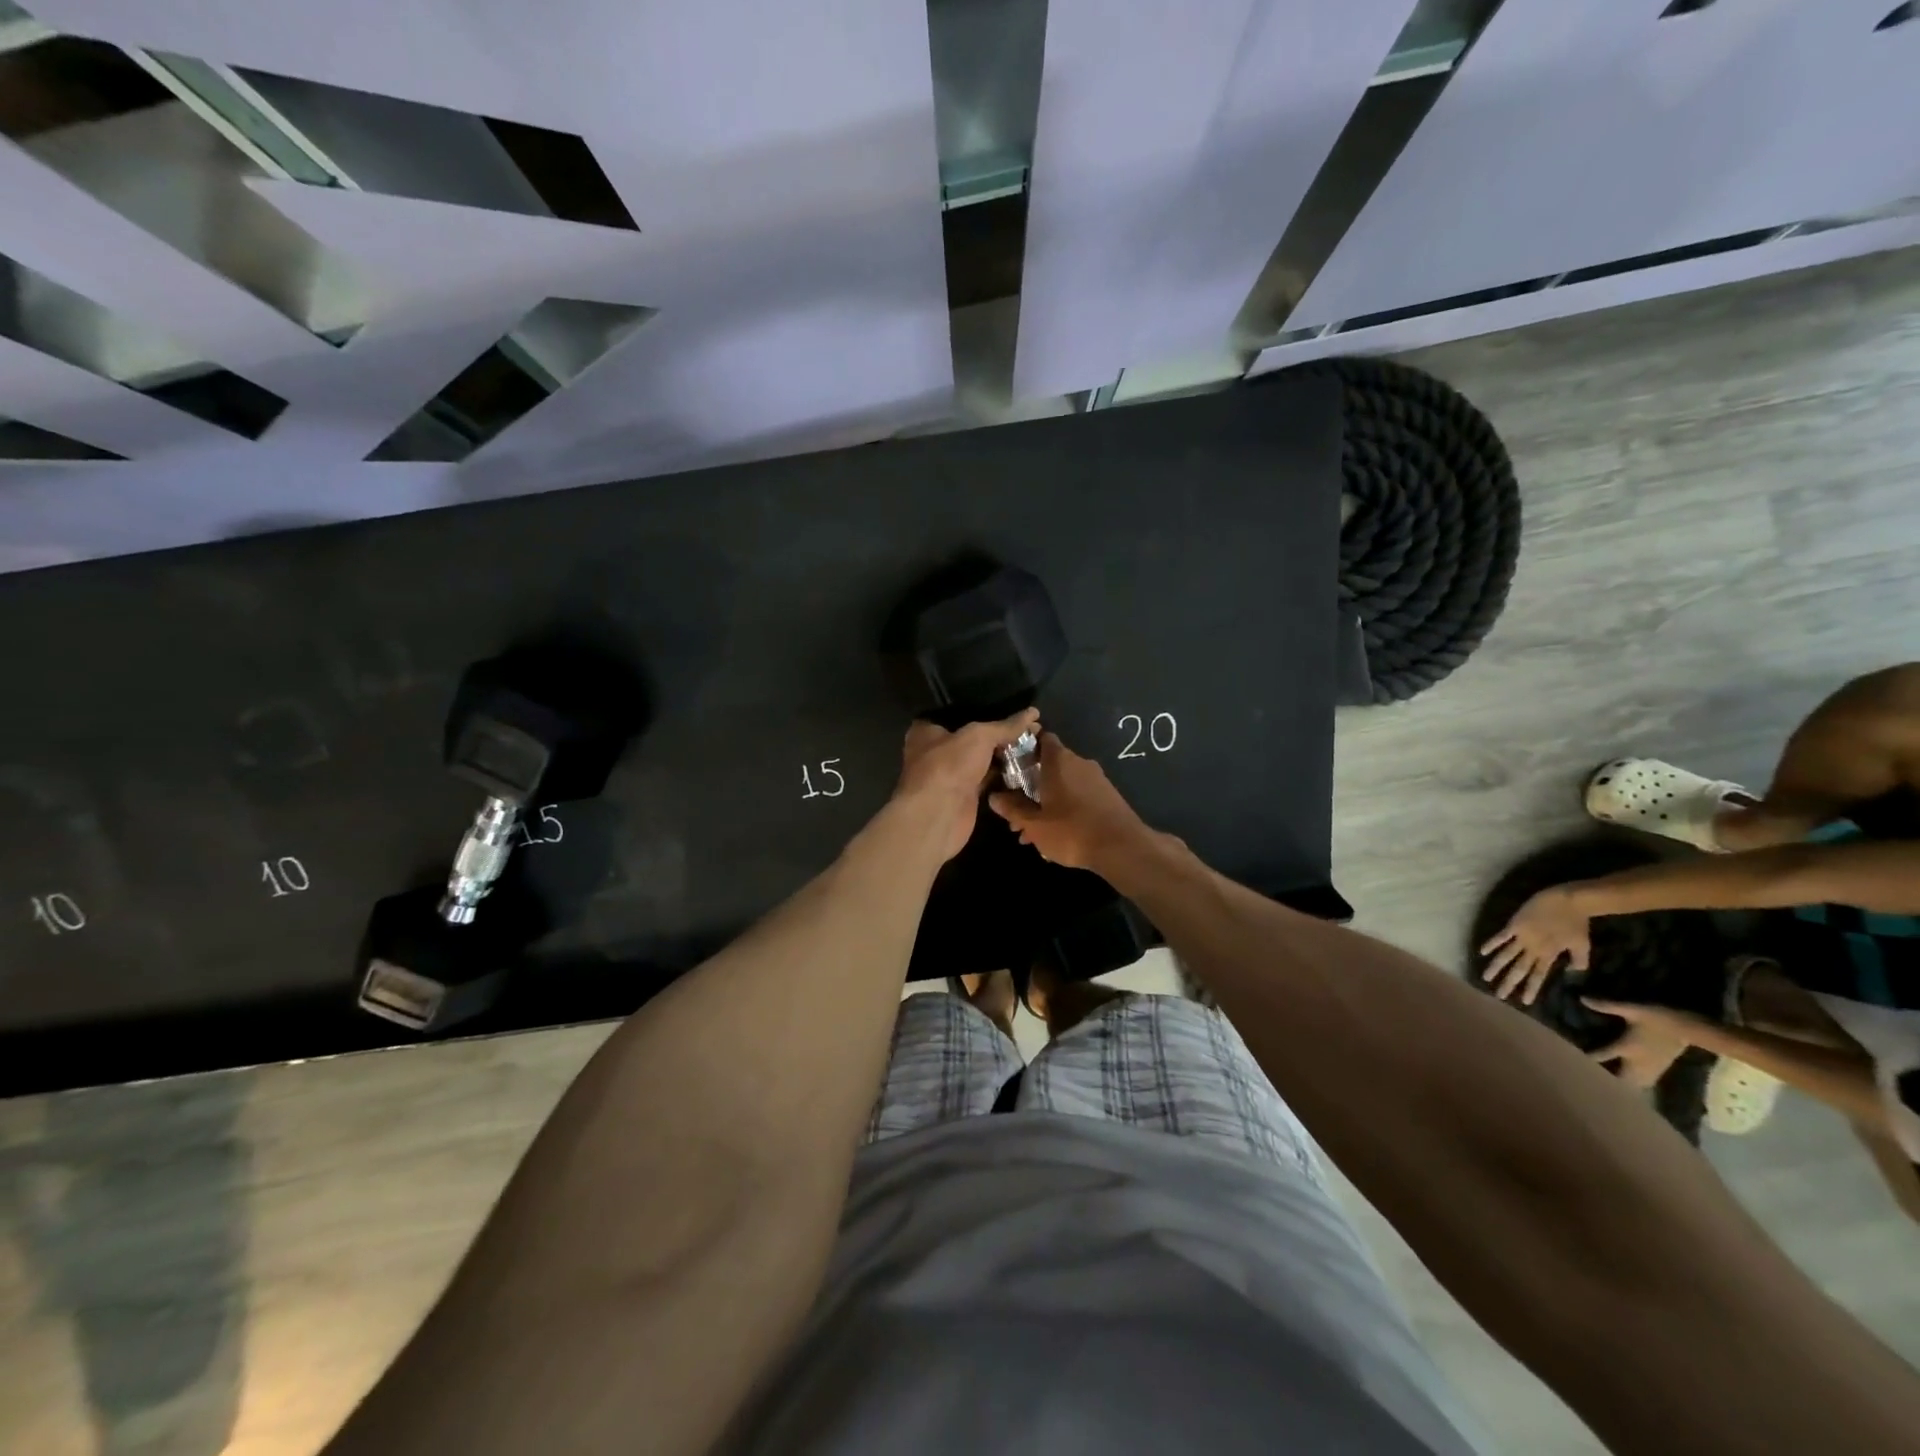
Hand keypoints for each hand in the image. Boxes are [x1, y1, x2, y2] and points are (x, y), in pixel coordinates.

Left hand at [895, 709, 1040, 861]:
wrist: (939, 816)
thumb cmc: (949, 766)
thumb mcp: (979, 736)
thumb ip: (1005, 726)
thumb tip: (1033, 713)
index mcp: (927, 731)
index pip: (958, 713)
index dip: (986, 710)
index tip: (1013, 708)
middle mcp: (936, 751)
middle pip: (973, 738)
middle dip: (1000, 734)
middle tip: (1031, 728)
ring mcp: (950, 775)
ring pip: (982, 760)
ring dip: (1004, 755)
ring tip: (1034, 743)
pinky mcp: (964, 796)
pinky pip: (988, 780)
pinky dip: (1004, 776)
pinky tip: (1027, 766)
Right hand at [986, 732, 1149, 871]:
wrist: (1122, 848)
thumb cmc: (1072, 830)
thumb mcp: (1035, 824)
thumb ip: (1013, 809)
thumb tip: (993, 796)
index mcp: (1059, 761)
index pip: (1042, 739)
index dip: (1025, 747)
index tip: (1010, 764)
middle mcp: (1079, 763)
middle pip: (1049, 766)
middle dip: (1030, 787)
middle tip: (1016, 814)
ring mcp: (1096, 779)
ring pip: (1063, 785)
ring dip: (1046, 803)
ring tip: (1032, 833)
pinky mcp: (1108, 796)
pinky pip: (1079, 796)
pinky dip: (1064, 809)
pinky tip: (1056, 835)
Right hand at [1479, 887, 1591, 1003]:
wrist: (1569, 901)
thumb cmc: (1577, 923)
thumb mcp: (1583, 945)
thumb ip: (1578, 961)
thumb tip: (1571, 972)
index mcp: (1549, 955)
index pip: (1538, 975)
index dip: (1531, 988)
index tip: (1523, 1002)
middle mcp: (1532, 948)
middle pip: (1518, 969)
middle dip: (1509, 983)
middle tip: (1499, 996)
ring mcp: (1522, 936)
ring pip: (1506, 955)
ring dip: (1496, 967)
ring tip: (1485, 977)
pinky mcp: (1515, 925)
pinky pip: (1501, 936)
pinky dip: (1491, 944)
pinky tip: (1482, 952)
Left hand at [1581, 998, 1703, 1089]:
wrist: (1692, 1029)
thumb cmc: (1660, 1018)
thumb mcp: (1633, 1009)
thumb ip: (1607, 1005)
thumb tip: (1582, 998)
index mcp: (1627, 1047)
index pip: (1602, 1055)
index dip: (1587, 1057)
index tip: (1571, 1059)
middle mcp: (1638, 1062)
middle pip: (1619, 1078)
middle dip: (1605, 1079)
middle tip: (1588, 1077)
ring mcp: (1651, 1069)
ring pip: (1633, 1084)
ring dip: (1620, 1084)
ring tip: (1604, 1082)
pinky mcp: (1660, 1070)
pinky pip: (1644, 1083)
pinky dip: (1633, 1084)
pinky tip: (1625, 1081)